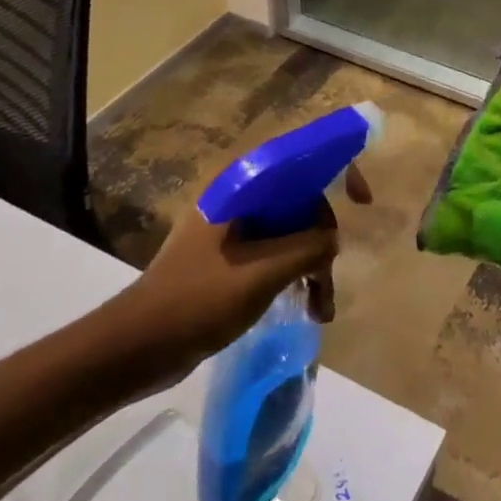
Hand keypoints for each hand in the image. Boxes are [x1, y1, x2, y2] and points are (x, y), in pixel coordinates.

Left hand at [95, 163, 372, 392]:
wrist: (138, 346)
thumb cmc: (199, 299)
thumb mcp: (263, 271)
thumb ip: (309, 246)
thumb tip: (331, 241)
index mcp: (242, 184)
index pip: (300, 155)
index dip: (338, 166)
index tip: (362, 200)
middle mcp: (240, 196)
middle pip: (301, 198)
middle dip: (324, 237)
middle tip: (328, 277)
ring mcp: (234, 227)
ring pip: (292, 228)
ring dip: (313, 263)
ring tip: (322, 308)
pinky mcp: (232, 255)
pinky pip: (278, 251)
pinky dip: (297, 273)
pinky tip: (308, 307)